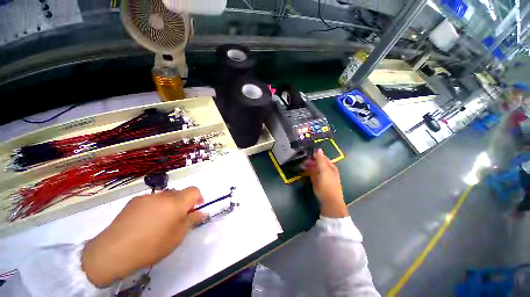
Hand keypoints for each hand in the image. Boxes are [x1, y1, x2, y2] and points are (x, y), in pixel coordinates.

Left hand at [81, 187, 204, 287]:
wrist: (113, 251)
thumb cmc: (151, 245)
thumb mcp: (177, 236)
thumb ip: (191, 220)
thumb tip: (201, 212)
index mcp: (176, 202)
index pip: (194, 190)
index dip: (198, 197)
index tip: (196, 209)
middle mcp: (163, 195)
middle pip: (180, 193)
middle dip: (183, 203)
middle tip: (178, 219)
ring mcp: (147, 197)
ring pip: (165, 196)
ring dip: (169, 204)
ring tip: (161, 221)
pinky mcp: (133, 201)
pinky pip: (152, 200)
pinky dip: (155, 207)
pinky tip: (146, 222)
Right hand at [304, 149, 347, 217]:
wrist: (329, 202)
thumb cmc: (328, 185)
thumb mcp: (324, 171)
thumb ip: (321, 160)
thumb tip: (318, 149)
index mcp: (331, 167)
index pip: (322, 157)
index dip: (315, 155)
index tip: (306, 153)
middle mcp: (327, 170)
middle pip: (318, 163)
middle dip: (310, 161)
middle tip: (302, 159)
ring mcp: (322, 176)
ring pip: (314, 168)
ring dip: (308, 166)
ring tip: (301, 165)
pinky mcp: (318, 182)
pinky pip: (312, 174)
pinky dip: (308, 172)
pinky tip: (303, 171)